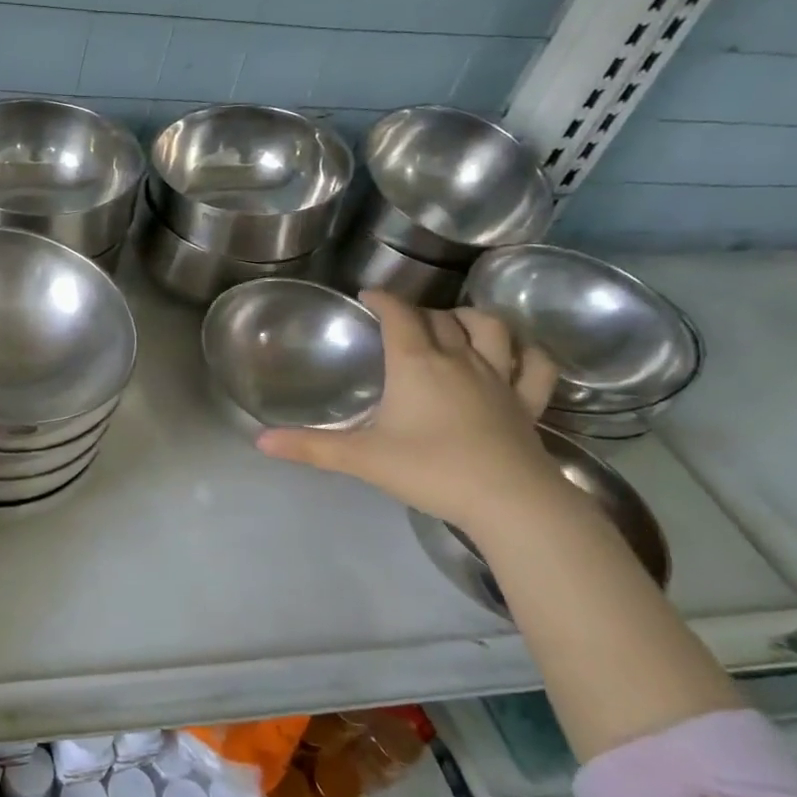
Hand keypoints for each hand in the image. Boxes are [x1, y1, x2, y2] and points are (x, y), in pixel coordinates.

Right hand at [257, 291, 565, 531]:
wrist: (509, 501)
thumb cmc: (430, 470)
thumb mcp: (362, 459)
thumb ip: (311, 446)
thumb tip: (260, 440)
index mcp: (416, 364)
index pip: (399, 315)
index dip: (383, 299)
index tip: (368, 295)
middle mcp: (459, 360)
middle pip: (440, 318)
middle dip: (419, 312)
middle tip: (401, 322)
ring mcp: (500, 379)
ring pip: (491, 328)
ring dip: (472, 318)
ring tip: (456, 323)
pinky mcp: (528, 403)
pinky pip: (536, 366)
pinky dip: (527, 351)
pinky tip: (516, 353)